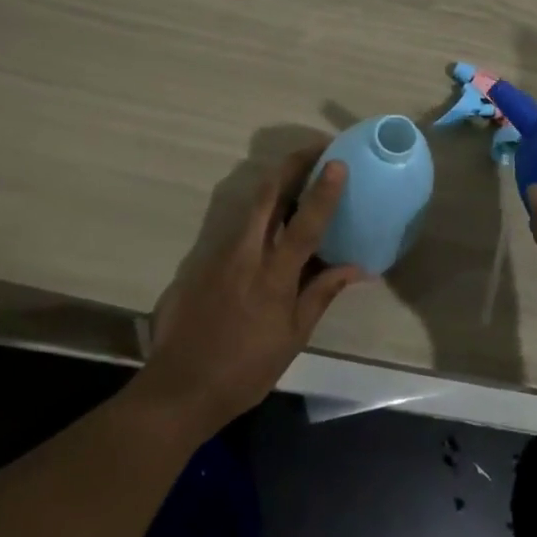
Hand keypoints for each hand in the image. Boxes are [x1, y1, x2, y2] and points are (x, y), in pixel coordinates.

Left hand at [140, 147, 366, 435]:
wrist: (180, 387)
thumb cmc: (245, 369)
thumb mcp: (293, 337)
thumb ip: (321, 294)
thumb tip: (357, 268)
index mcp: (273, 276)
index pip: (304, 224)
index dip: (323, 191)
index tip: (337, 162)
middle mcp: (245, 254)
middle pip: (267, 194)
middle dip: (292, 164)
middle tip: (317, 150)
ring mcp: (219, 254)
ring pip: (250, 205)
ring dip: (276, 183)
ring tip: (301, 177)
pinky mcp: (202, 260)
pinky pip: (238, 226)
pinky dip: (260, 212)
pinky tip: (273, 220)